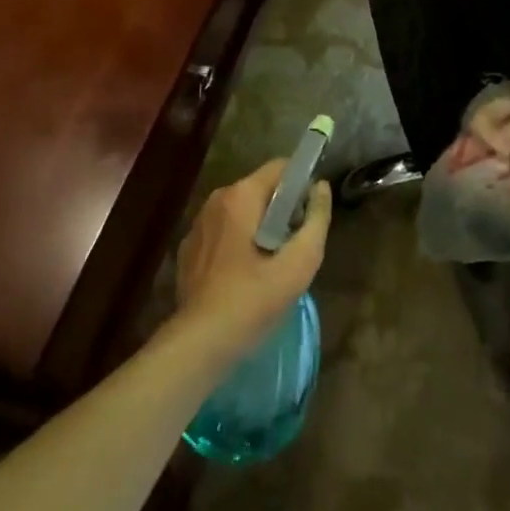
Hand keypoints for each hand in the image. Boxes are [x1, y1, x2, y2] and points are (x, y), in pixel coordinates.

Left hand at [174, 159, 331, 359]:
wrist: (200, 343)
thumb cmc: (253, 299)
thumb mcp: (299, 263)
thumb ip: (316, 220)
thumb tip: (321, 188)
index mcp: (241, 195)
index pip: (280, 167)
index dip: (301, 184)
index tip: (311, 213)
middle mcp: (216, 200)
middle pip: (260, 189)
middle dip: (281, 209)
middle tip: (294, 244)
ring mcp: (198, 224)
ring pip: (240, 211)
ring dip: (259, 227)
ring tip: (271, 263)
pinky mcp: (188, 249)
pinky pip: (222, 232)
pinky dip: (237, 243)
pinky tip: (244, 275)